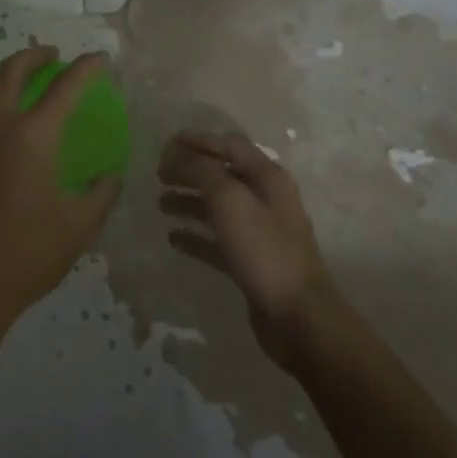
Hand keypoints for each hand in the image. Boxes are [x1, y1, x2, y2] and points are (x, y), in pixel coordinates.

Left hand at [0, 47, 121, 345]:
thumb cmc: (26, 256)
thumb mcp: (80, 227)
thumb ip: (101, 192)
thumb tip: (109, 173)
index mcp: (31, 138)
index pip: (64, 88)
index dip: (85, 68)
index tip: (99, 58)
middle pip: (10, 72)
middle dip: (33, 55)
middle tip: (52, 55)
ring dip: (5, 76)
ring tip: (23, 80)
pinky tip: (1, 132)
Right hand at [158, 131, 346, 369]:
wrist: (298, 317)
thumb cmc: (264, 249)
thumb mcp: (229, 199)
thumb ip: (202, 171)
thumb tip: (179, 156)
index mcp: (267, 177)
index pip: (229, 145)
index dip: (198, 140)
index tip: (166, 144)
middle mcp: (265, 199)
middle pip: (221, 175)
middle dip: (189, 171)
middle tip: (158, 176)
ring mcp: (259, 232)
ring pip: (217, 208)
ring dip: (188, 201)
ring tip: (160, 204)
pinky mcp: (250, 262)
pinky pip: (217, 241)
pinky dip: (195, 236)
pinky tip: (173, 238)